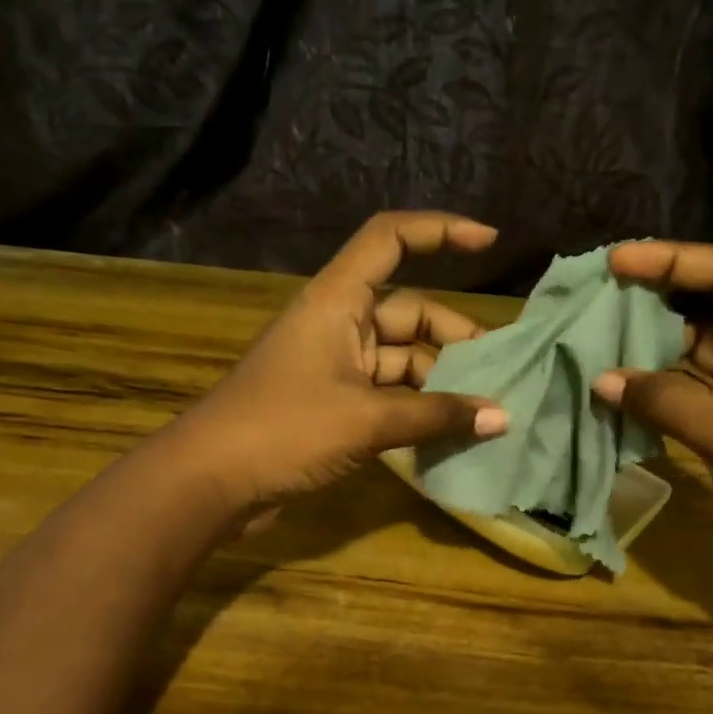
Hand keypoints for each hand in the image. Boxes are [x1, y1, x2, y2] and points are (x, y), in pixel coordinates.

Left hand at [165, 211, 507, 511]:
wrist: (211, 482)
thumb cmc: (285, 430)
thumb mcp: (367, 420)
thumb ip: (436, 416)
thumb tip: (501, 418)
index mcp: (337, 300)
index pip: (391, 239)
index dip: (441, 231)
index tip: (491, 243)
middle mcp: (337, 323)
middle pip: (408, 309)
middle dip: (454, 336)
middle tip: (499, 371)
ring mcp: (333, 366)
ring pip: (400, 358)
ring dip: (439, 380)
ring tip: (484, 410)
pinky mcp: (331, 404)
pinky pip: (386, 394)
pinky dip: (416, 408)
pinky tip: (449, 431)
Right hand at [590, 241, 712, 583]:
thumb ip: (668, 400)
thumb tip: (601, 379)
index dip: (676, 260)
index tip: (618, 260)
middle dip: (658, 293)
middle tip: (599, 288)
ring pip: (693, 346)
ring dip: (648, 339)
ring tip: (596, 327)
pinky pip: (683, 389)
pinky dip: (650, 384)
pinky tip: (612, 379)